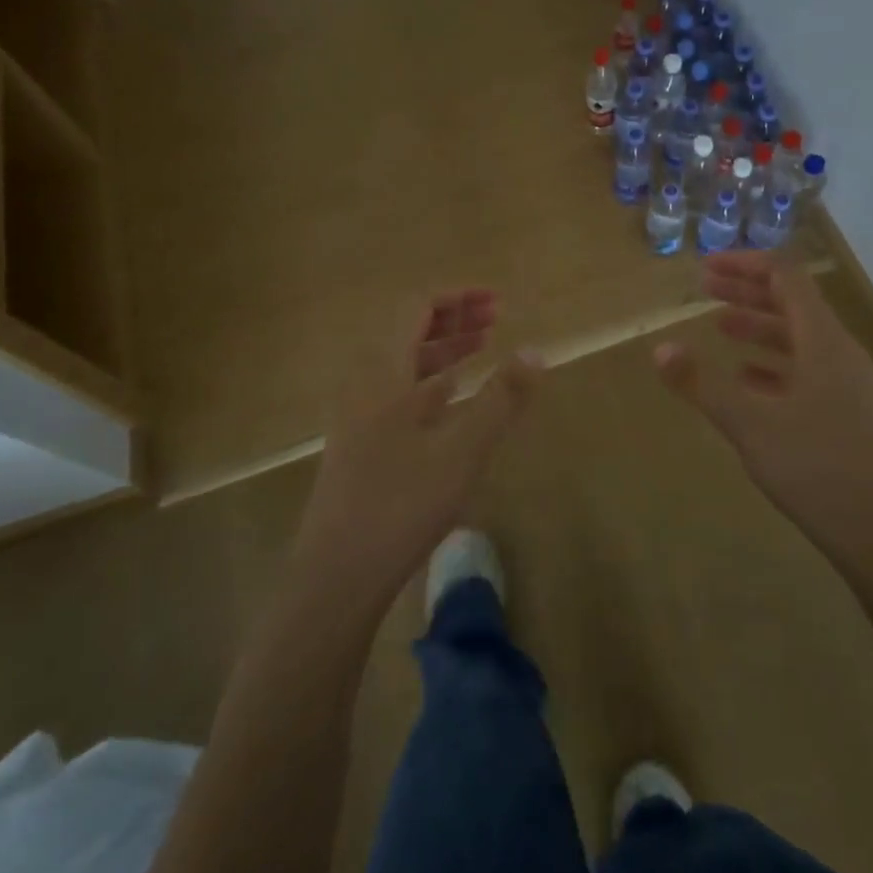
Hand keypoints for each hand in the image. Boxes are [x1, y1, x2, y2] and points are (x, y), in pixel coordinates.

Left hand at [295, 290, 540, 603]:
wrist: (336, 575)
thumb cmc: (400, 504)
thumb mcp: (462, 450)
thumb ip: (501, 398)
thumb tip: (536, 351)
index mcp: (383, 372)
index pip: (416, 308)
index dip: (456, 298)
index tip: (495, 300)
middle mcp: (365, 384)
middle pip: (408, 332)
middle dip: (453, 319)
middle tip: (495, 317)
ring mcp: (359, 416)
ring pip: (404, 365)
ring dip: (443, 351)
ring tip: (482, 348)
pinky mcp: (360, 445)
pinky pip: (398, 394)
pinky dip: (430, 383)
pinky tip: (452, 399)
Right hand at [655, 252, 872, 550]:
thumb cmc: (816, 466)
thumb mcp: (749, 423)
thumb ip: (702, 384)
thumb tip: (660, 349)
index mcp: (823, 340)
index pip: (785, 277)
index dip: (745, 264)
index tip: (706, 267)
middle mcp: (839, 352)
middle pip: (791, 303)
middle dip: (747, 291)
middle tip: (705, 288)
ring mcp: (846, 383)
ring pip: (798, 338)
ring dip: (758, 326)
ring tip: (720, 327)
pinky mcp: (846, 412)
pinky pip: (805, 370)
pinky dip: (772, 363)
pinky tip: (747, 378)